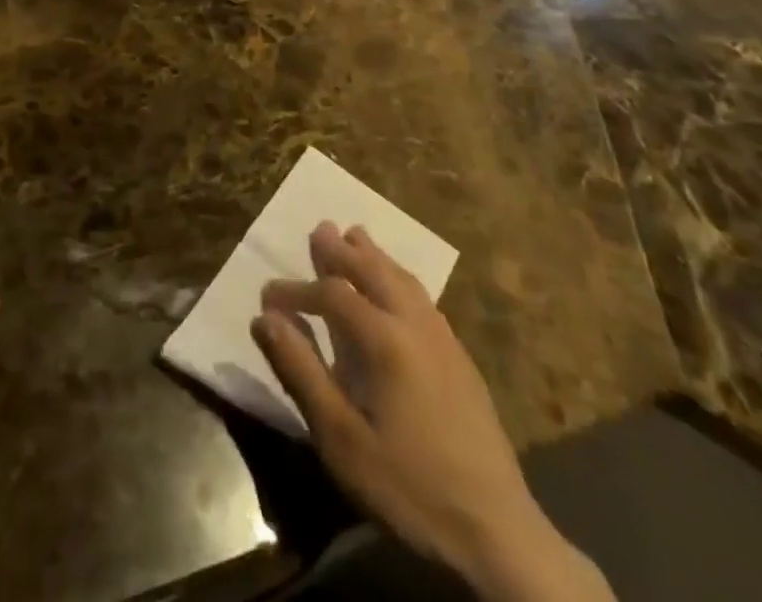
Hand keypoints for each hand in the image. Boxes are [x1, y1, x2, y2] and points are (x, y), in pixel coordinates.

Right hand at [254, 223, 611, 601]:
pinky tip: (396, 287)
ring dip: (374, 256)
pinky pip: (422, 297)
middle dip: (342, 251)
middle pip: (373, 271)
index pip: (332, 294)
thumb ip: (301, 371)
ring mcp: (444, 339)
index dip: (297, 291)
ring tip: (356, 236)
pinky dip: (399, 277)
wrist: (497, 531)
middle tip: (320, 230)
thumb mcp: (340, 438)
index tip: (267, 296)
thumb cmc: (408, 486)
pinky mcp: (461, 358)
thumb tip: (265, 319)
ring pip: (403, 279)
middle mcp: (415, 324)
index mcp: (384, 339)